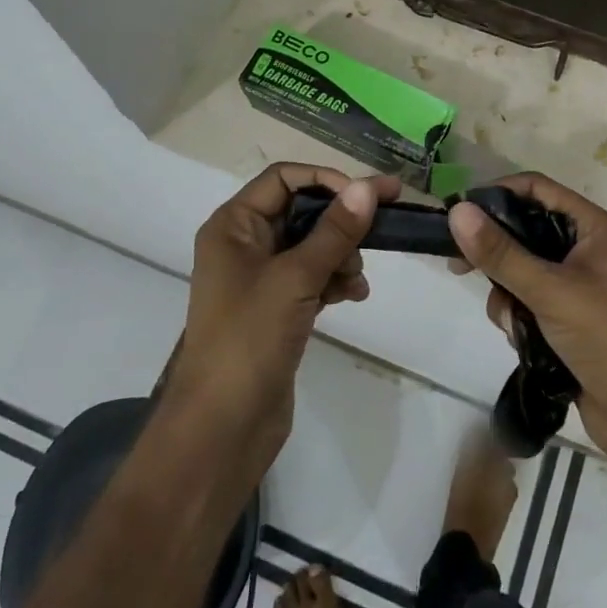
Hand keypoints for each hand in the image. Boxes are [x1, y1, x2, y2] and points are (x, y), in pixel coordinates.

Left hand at [168, 164, 398, 459]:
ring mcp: (260, 278)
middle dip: (340, 220)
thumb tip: (367, 188)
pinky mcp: (276, 308)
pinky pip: (312, 276)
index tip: (367, 195)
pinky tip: (354, 294)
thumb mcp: (295, 278)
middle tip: (384, 223)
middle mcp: (244, 244)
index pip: (284, 178)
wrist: (222, 428)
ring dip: (341, 253)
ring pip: (311, 245)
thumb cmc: (249, 340)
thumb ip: (334, 232)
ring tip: (357, 277)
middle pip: (301, 210)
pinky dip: (334, 279)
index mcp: (233, 225)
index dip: (326, 180)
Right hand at [449, 174, 606, 500]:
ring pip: (518, 272)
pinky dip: (517, 321)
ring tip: (517, 323)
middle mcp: (582, 251)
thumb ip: (502, 253)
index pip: (537, 189)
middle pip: (523, 232)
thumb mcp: (552, 291)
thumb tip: (457, 211)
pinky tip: (524, 343)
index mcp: (591, 228)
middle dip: (496, 253)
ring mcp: (574, 288)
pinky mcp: (564, 323)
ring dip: (507, 296)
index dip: (498, 194)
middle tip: (459, 266)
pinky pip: (525, 305)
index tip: (460, 213)